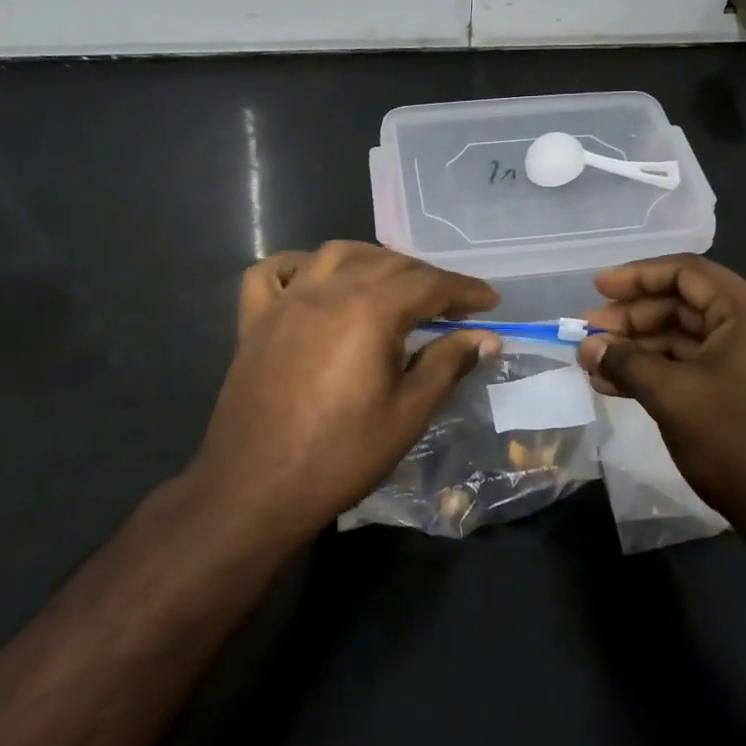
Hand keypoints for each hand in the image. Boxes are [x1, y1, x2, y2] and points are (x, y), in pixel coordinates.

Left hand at [190, 241, 501, 542]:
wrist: (256, 490)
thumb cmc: (341, 456)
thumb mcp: (408, 414)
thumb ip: (447, 364)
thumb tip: (486, 337)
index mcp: (369, 311)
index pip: (429, 285)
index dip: (464, 290)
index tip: (490, 301)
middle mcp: (327, 291)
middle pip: (388, 264)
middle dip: (427, 277)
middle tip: (453, 304)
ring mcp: (286, 302)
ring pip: (335, 254)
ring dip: (373, 259)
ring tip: (395, 281)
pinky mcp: (255, 321)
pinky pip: (272, 273)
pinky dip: (299, 265)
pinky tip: (316, 278)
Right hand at [576, 255, 745, 546]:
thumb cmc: (738, 440)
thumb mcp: (673, 396)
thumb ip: (626, 362)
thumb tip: (586, 346)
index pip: (687, 273)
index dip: (638, 276)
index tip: (598, 289)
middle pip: (683, 304)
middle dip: (632, 317)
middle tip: (588, 330)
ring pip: (684, 339)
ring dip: (638, 348)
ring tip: (593, 361)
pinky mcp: (742, 394)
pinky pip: (692, 368)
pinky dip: (656, 372)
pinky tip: (615, 386)